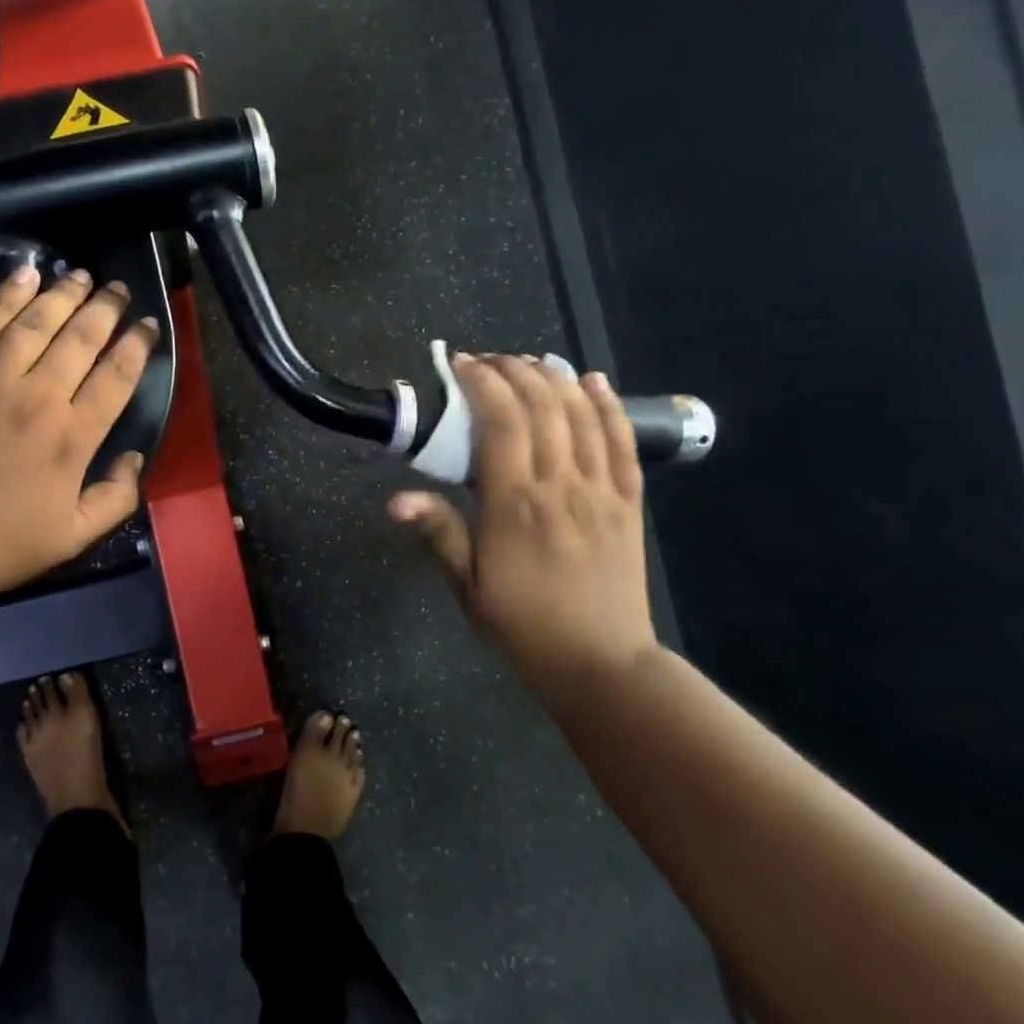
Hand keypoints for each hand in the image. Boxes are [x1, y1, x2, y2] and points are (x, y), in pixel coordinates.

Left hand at [0, 265, 157, 617]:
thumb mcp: (72, 538)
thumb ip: (115, 498)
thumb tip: (134, 459)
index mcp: (72, 437)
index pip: (116, 376)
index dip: (138, 345)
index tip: (148, 324)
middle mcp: (37, 397)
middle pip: (81, 339)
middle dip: (106, 308)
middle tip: (120, 289)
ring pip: (35, 323)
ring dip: (63, 294)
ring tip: (82, 275)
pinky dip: (5, 298)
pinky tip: (23, 275)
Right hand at [390, 355, 656, 696]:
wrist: (601, 664)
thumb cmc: (523, 626)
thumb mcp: (468, 587)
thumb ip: (438, 534)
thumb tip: (394, 499)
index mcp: (515, 505)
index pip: (501, 423)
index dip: (482, 384)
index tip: (462, 364)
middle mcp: (560, 487)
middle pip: (542, 408)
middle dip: (516, 371)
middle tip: (491, 360)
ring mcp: (601, 491)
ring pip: (582, 417)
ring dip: (557, 379)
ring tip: (533, 360)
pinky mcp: (628, 502)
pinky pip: (623, 443)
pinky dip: (609, 406)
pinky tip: (595, 381)